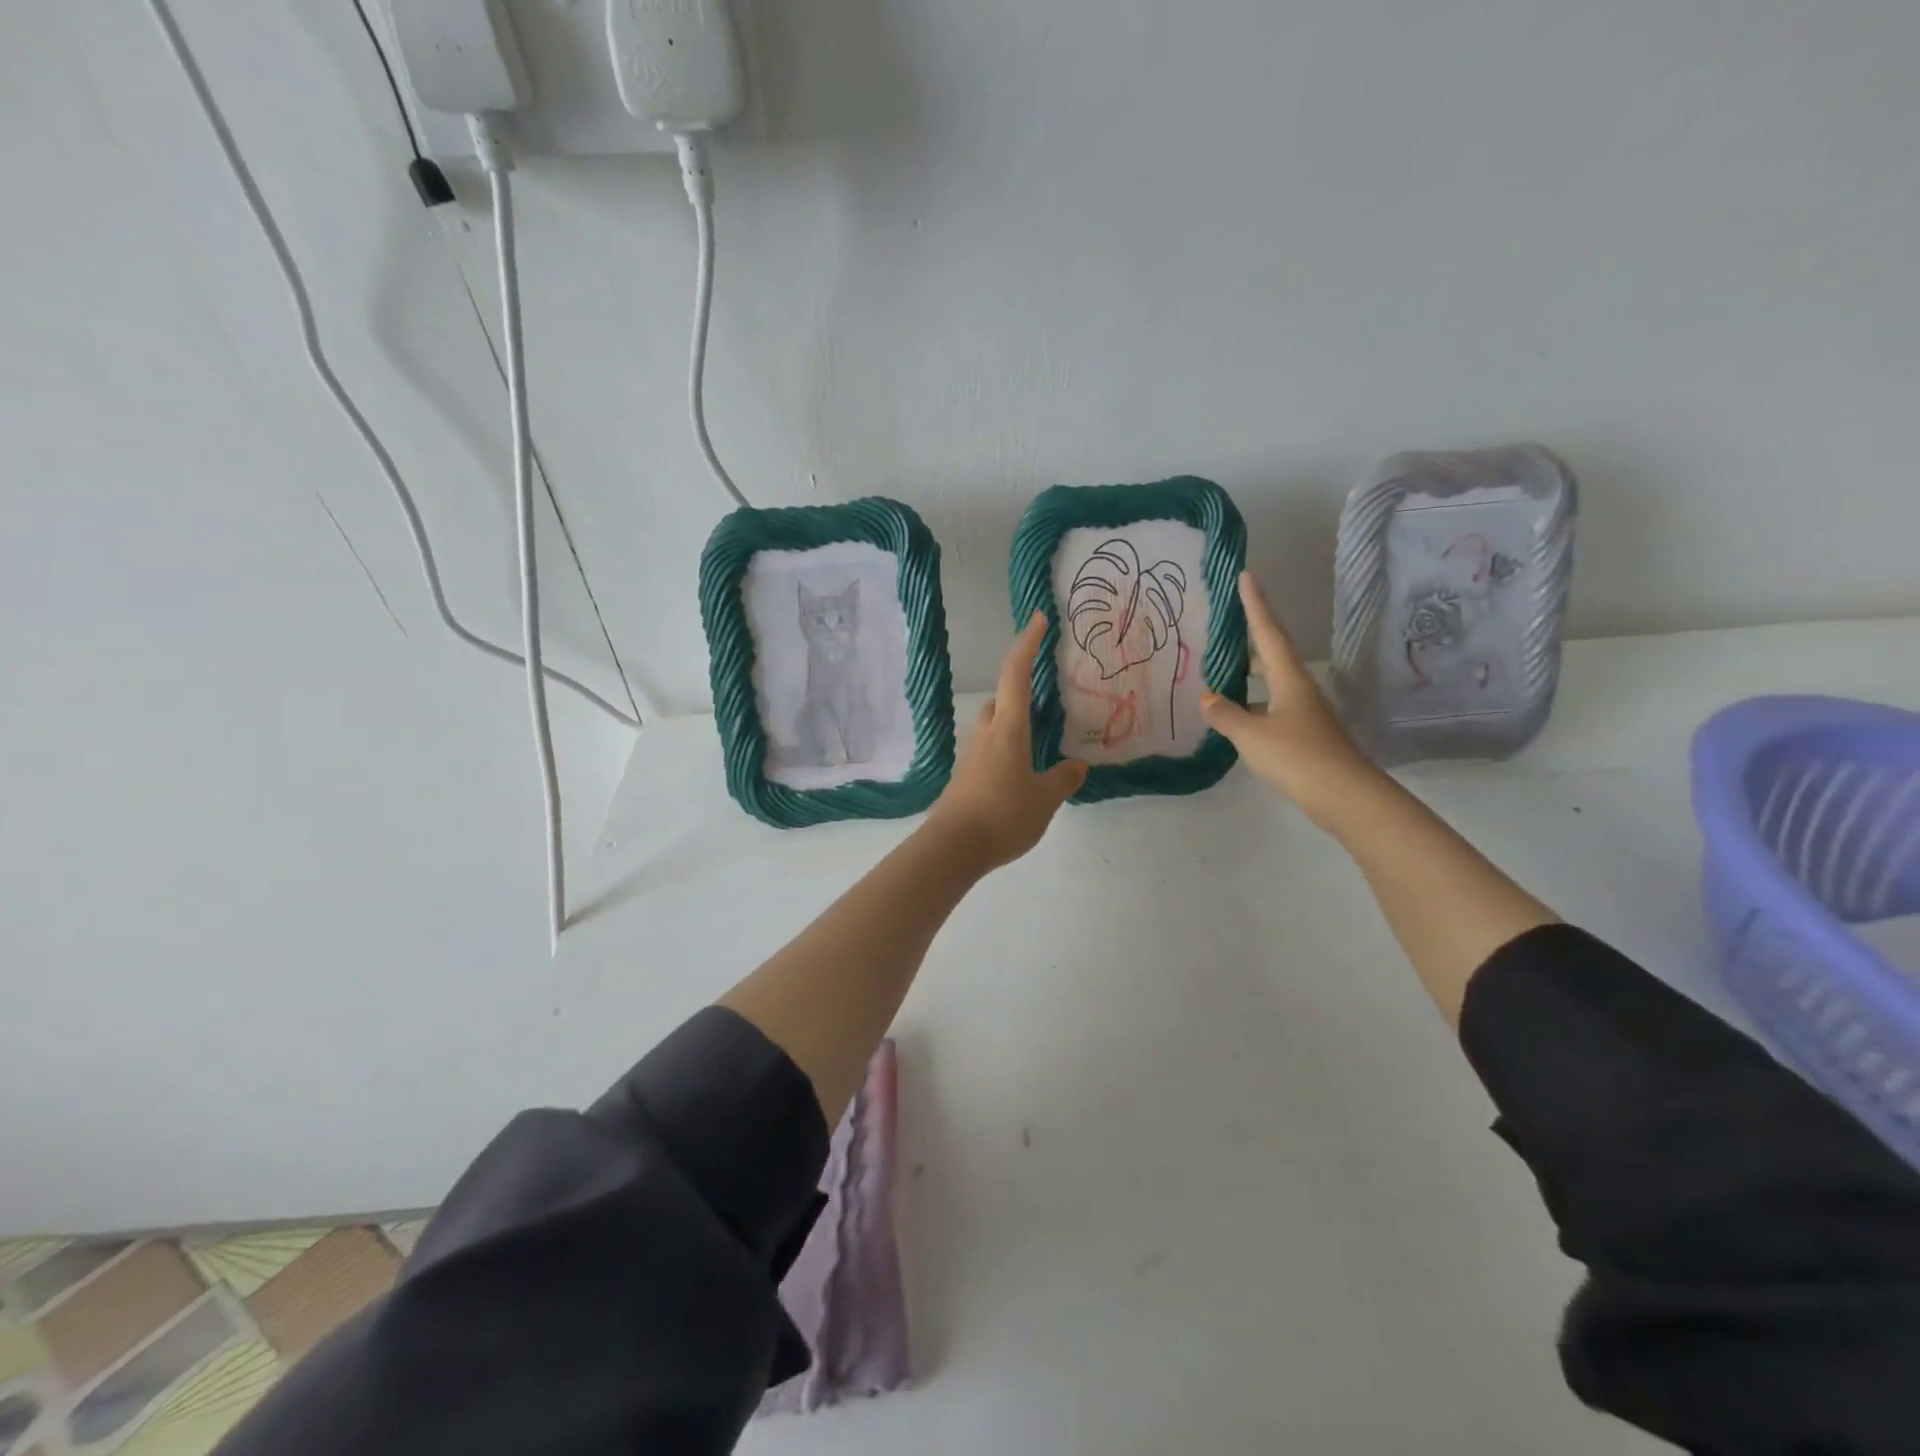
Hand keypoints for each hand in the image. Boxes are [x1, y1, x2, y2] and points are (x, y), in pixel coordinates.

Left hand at [927, 612, 1087, 870]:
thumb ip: (1062, 779)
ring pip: (995, 724)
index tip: (1038, 619)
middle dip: (1021, 686)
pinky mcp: (967, 776)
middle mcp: (987, 733)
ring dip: (1015, 719)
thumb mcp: (1044, 799)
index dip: (1027, 644)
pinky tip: (1024, 768)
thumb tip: (1076, 765)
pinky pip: (991, 748)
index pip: (1016, 674)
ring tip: (1041, 734)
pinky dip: (1008, 745)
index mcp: (1008, 728)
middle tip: (1048, 693)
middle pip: (1002, 697)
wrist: (953, 848)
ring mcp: (973, 755)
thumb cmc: (1002, 815)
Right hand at [1201, 572, 1382, 830]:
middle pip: (1273, 655)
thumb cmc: (1296, 756)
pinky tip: (1238, 717)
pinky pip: (1274, 708)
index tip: (1247, 576)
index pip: (1268, 632)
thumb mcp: (1251, 735)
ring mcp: (1306, 713)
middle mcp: (1300, 689)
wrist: (1344, 795)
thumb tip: (1208, 697)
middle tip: (1226, 628)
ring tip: (1222, 673)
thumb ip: (1226, 714)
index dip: (1255, 604)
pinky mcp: (1306, 735)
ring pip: (1273, 684)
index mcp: (1289, 678)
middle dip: (1251, 640)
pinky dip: (1254, 705)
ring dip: (1251, 676)